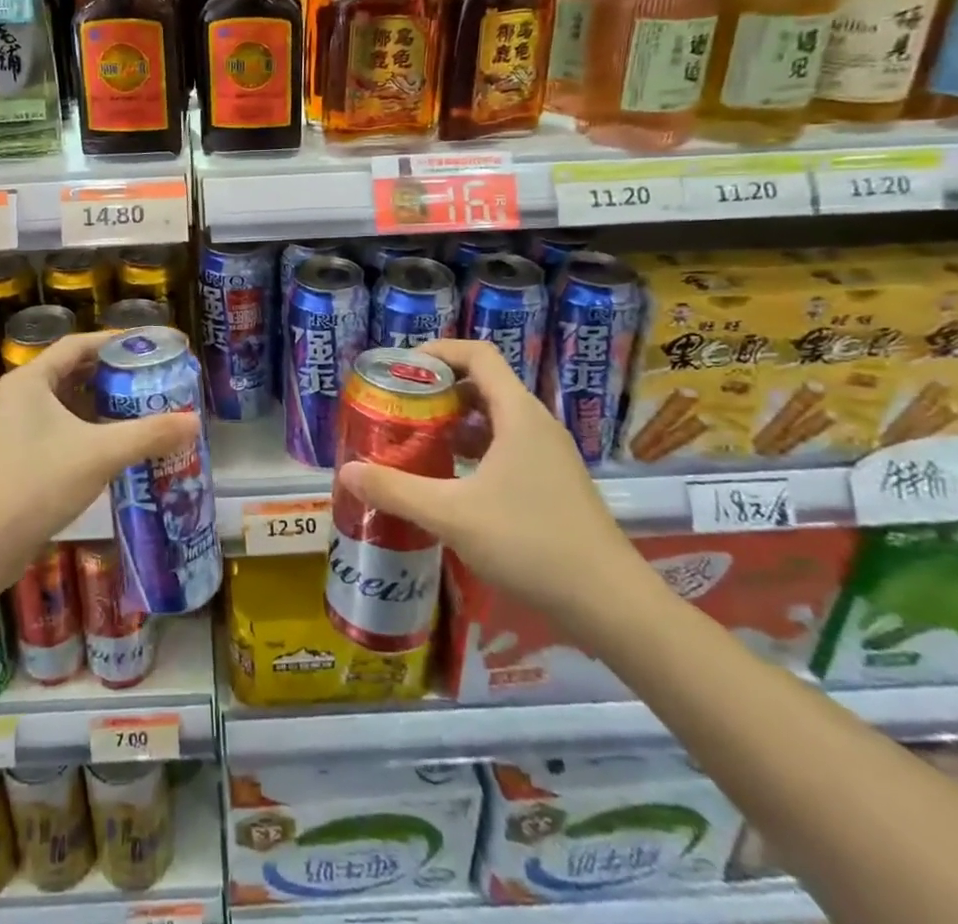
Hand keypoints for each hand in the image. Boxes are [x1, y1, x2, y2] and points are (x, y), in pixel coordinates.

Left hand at [0, 331, 197, 573]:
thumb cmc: (36, 484)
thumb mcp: (99, 454)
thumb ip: (148, 435)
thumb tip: (194, 422)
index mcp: (31, 380)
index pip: (79, 345)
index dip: (115, 341)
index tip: (150, 344)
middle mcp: (21, 396)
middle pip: (74, 372)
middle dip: (113, 374)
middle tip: (152, 378)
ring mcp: (16, 427)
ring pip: (67, 404)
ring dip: (102, 405)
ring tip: (142, 408)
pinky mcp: (18, 456)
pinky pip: (60, 429)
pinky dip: (88, 430)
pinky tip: (115, 445)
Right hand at [337, 339, 642, 616]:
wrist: (612, 605)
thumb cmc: (531, 543)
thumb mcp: (452, 515)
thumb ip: (396, 490)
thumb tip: (345, 472)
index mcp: (517, 413)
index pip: (478, 354)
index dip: (438, 351)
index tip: (402, 368)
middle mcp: (536, 424)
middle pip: (483, 384)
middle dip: (439, 390)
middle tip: (400, 407)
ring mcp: (549, 455)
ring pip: (495, 419)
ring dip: (455, 423)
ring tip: (417, 442)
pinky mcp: (554, 483)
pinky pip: (506, 447)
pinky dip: (474, 450)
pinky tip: (450, 482)